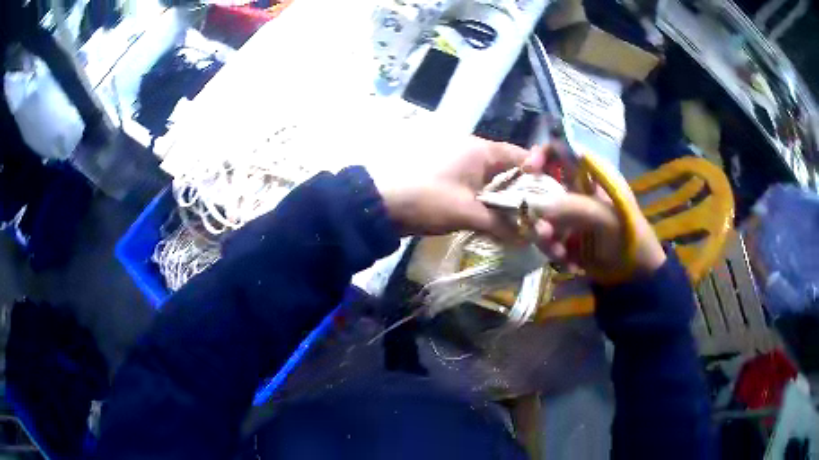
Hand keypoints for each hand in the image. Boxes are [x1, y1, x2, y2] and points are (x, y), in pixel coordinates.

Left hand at [378, 136, 528, 240]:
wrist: (381, 205)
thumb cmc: (427, 199)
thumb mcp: (468, 212)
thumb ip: (502, 225)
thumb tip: (529, 238)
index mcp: (481, 150)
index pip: (522, 158)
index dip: (540, 177)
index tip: (553, 200)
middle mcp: (475, 154)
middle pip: (511, 173)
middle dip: (526, 196)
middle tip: (543, 219)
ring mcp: (463, 169)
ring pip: (496, 185)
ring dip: (509, 204)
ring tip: (527, 226)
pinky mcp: (452, 184)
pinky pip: (481, 193)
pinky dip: (492, 207)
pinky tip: (502, 225)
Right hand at [523, 145, 666, 279]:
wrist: (634, 276)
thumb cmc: (629, 239)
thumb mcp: (606, 219)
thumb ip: (574, 207)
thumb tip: (534, 204)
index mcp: (591, 175)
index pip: (560, 151)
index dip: (541, 154)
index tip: (528, 170)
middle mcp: (577, 190)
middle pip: (542, 185)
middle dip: (537, 209)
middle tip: (543, 231)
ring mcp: (569, 213)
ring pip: (540, 214)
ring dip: (544, 235)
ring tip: (559, 254)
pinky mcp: (564, 235)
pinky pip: (545, 236)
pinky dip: (552, 250)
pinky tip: (568, 263)